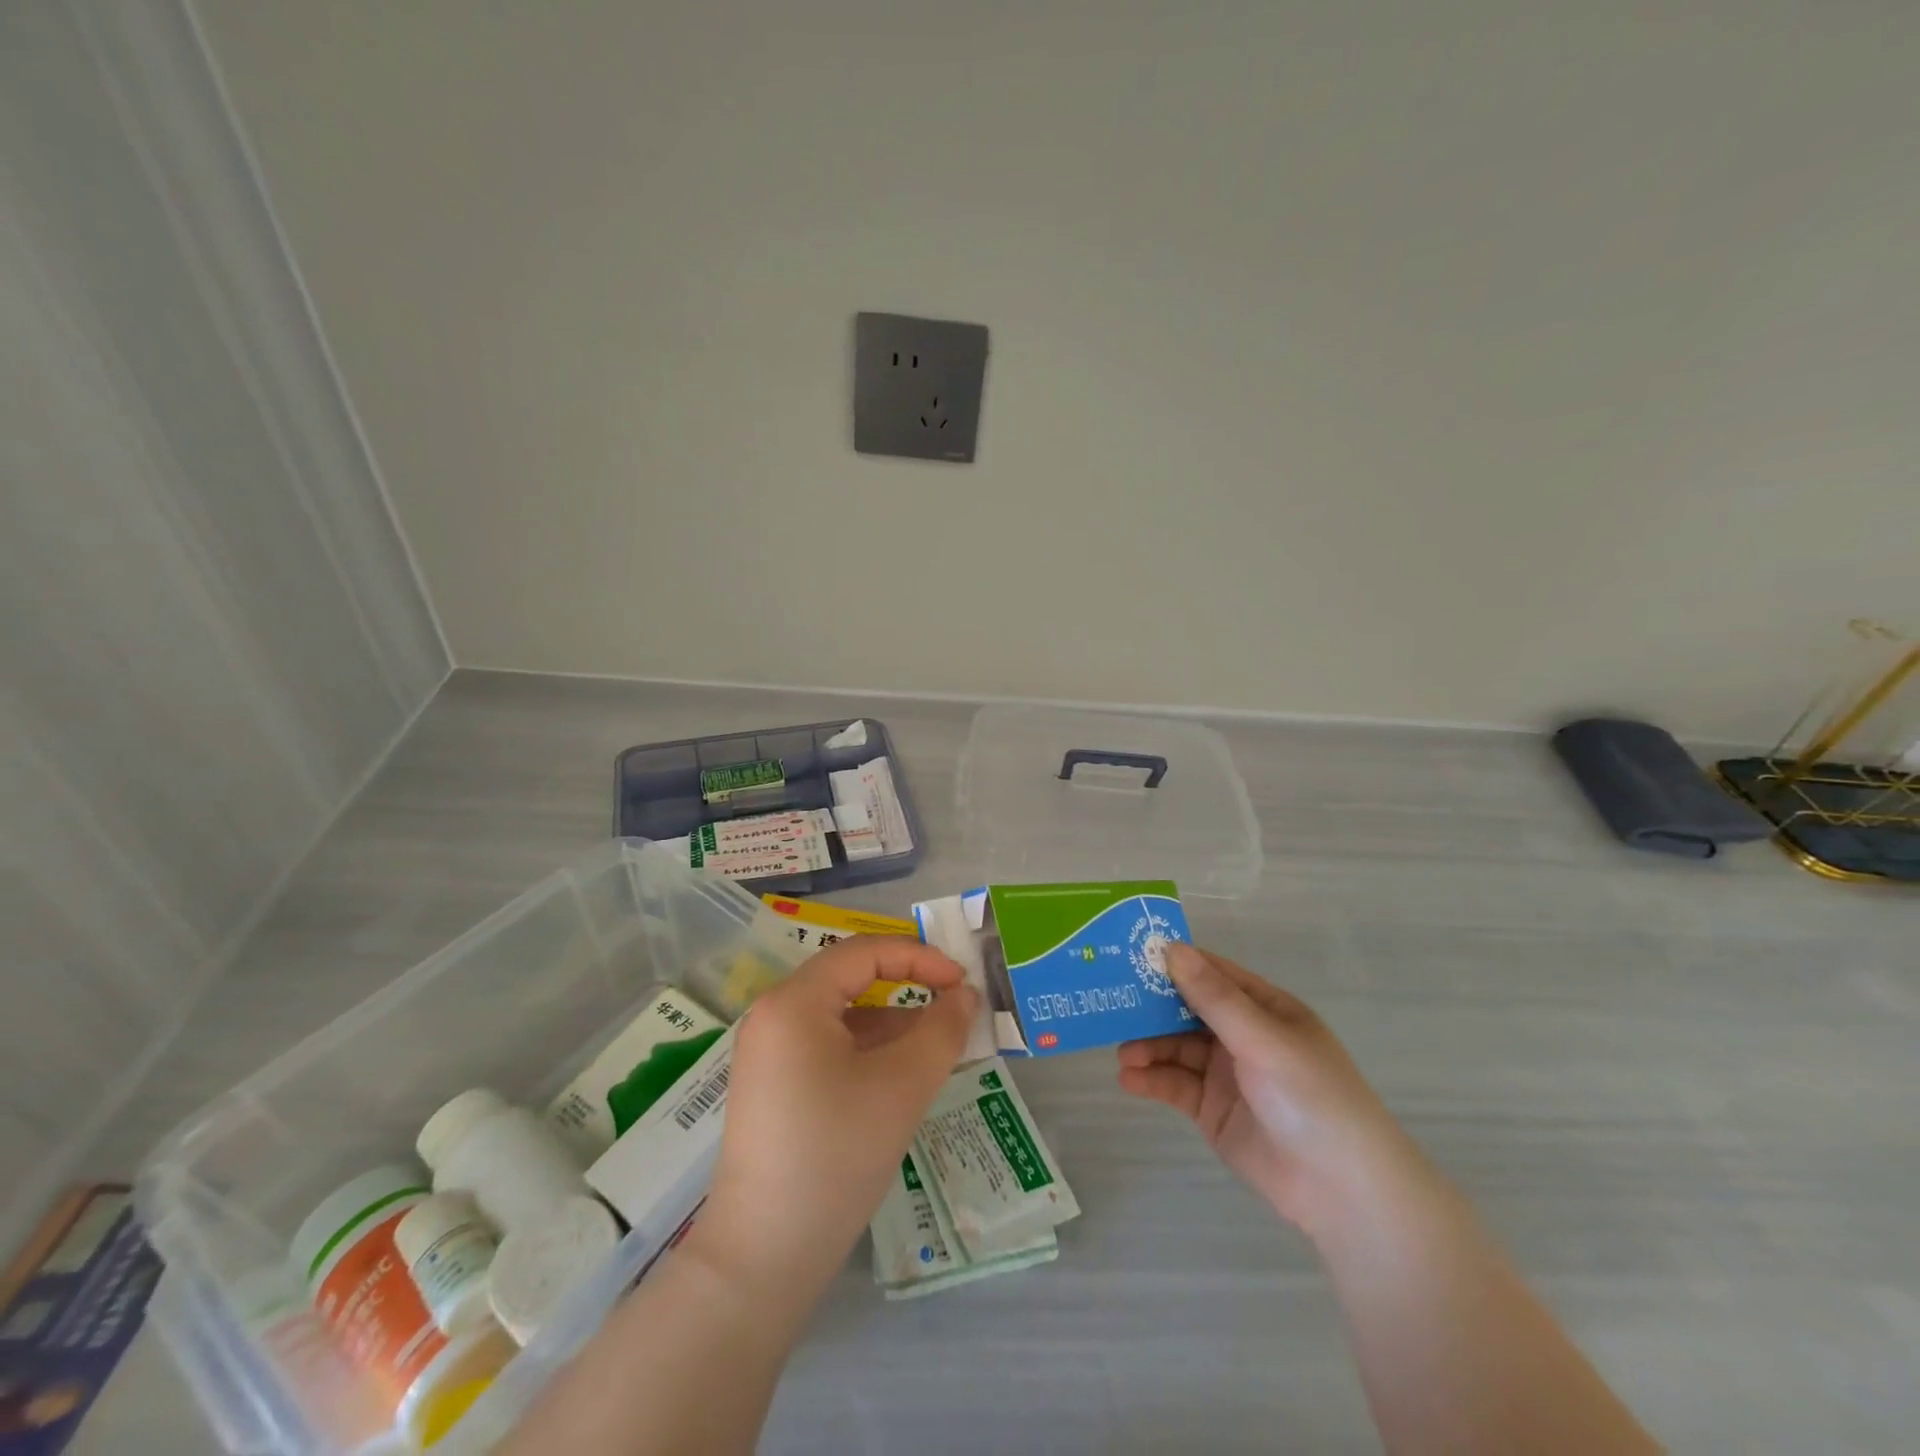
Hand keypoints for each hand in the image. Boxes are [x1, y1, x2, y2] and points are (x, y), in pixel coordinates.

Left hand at [694, 936, 976, 1295]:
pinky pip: (827, 1044)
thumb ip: (941, 1031)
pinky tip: (900, 1073)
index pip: (864, 952)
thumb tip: (964, 996)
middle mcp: (773, 1015)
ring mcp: (768, 1051)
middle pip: (850, 978)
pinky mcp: (773, 1084)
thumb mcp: (902, 1087)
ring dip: (891, 1020)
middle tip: (952, 1003)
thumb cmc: (836, 1156)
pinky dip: (867, 1048)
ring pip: (841, 1014)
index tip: (962, 982)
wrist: (764, 1257)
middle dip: (906, 985)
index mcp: (794, 1002)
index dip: (919, 957)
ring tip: (937, 1044)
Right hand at [1117, 944, 1416, 1235]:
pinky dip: (1151, 1079)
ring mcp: (1226, 1073)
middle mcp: (1243, 1034)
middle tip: (1110, 1000)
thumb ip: (1214, 998)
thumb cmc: (1312, 1097)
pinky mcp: (1212, 1110)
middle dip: (1151, 1006)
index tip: (1130, 953)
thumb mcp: (1262, 1040)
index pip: (1211, 973)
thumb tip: (1172, 948)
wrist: (1343, 1192)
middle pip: (1186, 1009)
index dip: (1174, 962)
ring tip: (1123, 1052)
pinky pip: (1175, 1085)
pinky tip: (1128, 1079)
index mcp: (1264, 1008)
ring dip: (1148, 1046)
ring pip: (1175, 1047)